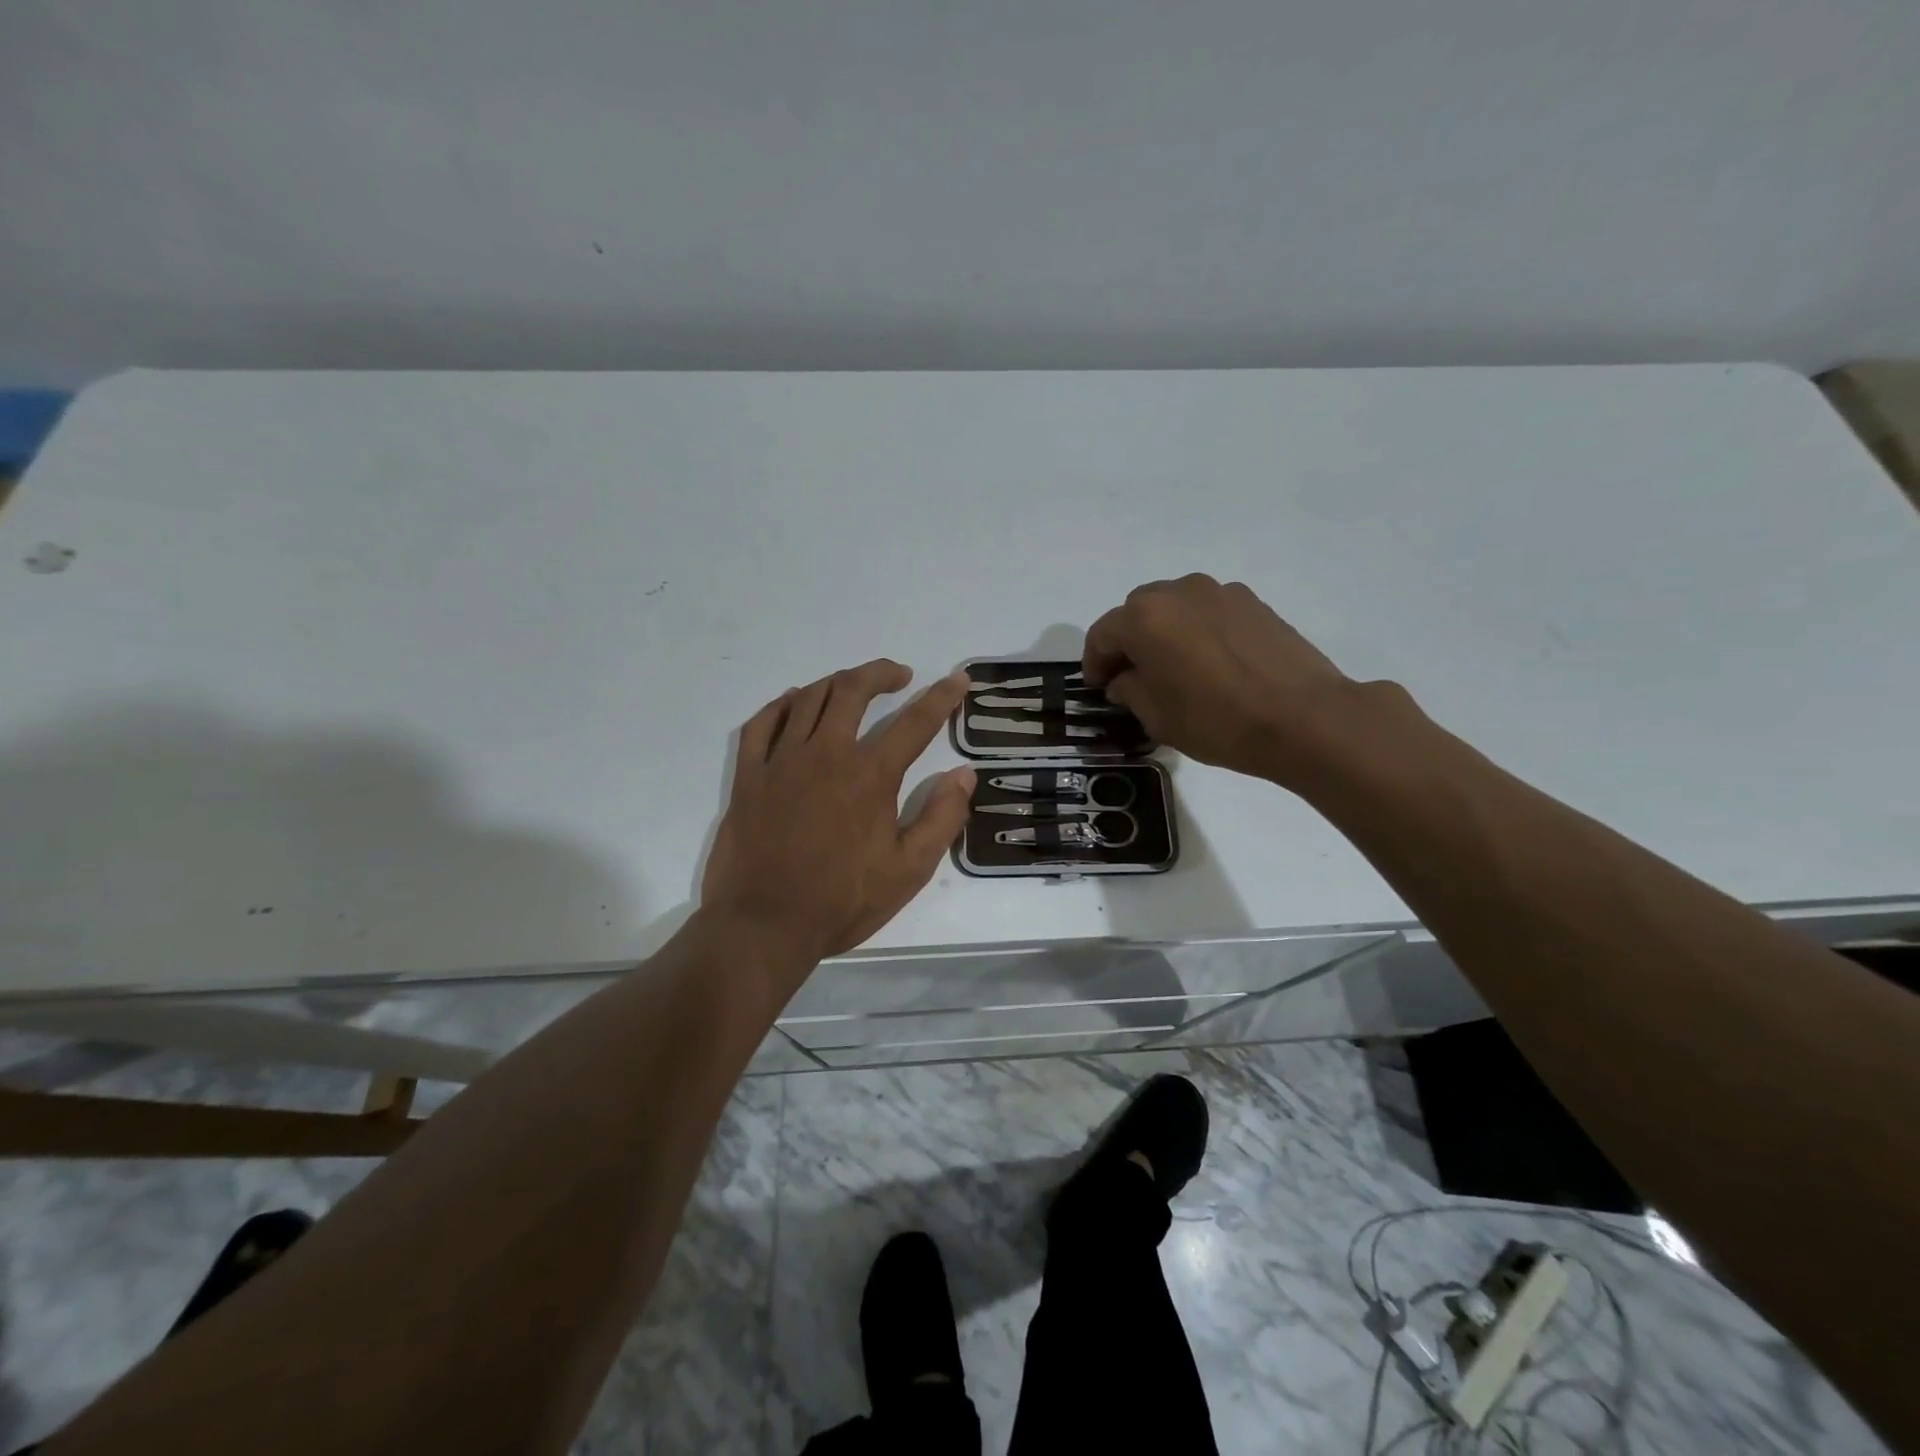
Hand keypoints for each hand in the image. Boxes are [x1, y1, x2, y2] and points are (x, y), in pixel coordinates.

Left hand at [701, 660, 974, 966]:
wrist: (764, 925)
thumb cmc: (842, 901)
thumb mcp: (909, 870)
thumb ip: (942, 818)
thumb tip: (964, 774)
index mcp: (870, 775)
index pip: (915, 722)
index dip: (942, 697)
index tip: (958, 679)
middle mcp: (826, 753)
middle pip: (853, 690)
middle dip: (881, 673)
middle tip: (900, 675)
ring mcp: (781, 760)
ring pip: (809, 698)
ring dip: (837, 682)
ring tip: (853, 686)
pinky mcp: (749, 775)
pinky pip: (762, 722)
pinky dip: (782, 704)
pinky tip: (794, 703)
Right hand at [1083, 574, 1370, 785]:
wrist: (1304, 718)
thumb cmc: (1217, 720)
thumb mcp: (1156, 716)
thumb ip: (1129, 690)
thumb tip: (1125, 679)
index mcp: (1144, 617)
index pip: (1102, 634)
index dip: (1094, 663)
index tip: (1098, 687)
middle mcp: (1178, 592)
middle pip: (1137, 612)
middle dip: (1128, 642)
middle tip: (1132, 677)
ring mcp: (1220, 592)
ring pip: (1175, 608)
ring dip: (1164, 633)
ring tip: (1174, 668)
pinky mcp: (1253, 602)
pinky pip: (1208, 612)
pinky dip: (1197, 631)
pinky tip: (1210, 664)